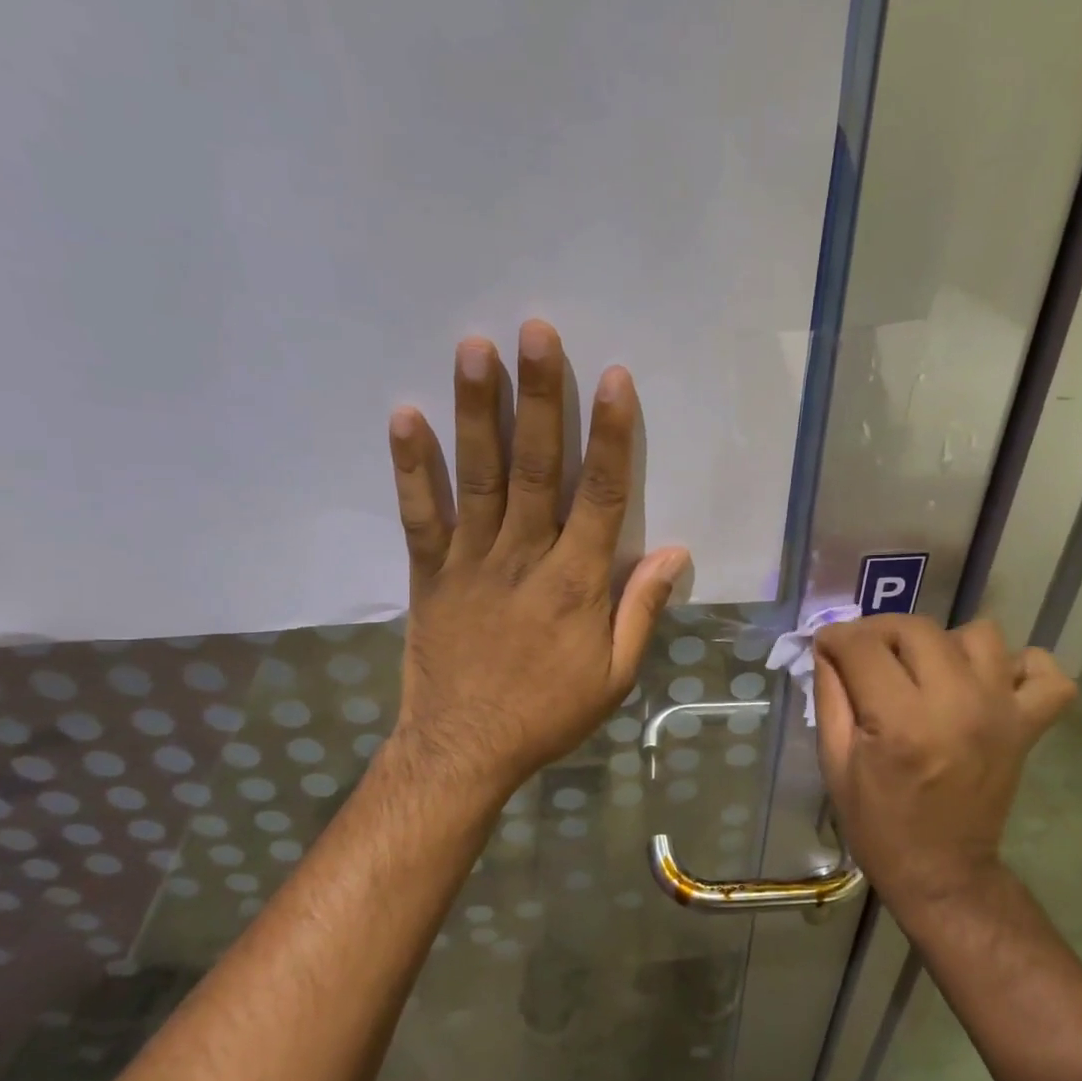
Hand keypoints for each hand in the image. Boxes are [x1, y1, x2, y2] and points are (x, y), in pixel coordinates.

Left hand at [383, 319, 689, 803]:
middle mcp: (524, 558)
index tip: (614, 378)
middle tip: (536, 331)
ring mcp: (470, 561)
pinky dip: (411, 466)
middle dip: (539, 396)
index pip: (600, 495)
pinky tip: (405, 416)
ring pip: (477, 476)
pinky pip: (419, 514)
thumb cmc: (548, 713)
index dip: (610, 435)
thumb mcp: (614, 675)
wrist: (465, 749)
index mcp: (577, 583)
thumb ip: (642, 609)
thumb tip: (676, 553)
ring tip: (474, 349)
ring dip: (477, 410)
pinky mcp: (428, 573)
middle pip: (535, 467)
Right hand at [813, 614, 1075, 911]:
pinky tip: (987, 681)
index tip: (827, 647)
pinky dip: (1020, 665)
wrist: (943, 873)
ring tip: (924, 670)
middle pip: (915, 628)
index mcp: (899, 723)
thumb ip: (830, 696)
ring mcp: (1000, 711)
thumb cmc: (878, 825)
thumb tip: (828, 647)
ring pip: (977, 634)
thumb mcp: (835, 764)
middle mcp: (955, 705)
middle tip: (865, 657)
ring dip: (942, 643)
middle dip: (879, 632)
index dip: (835, 638)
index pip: (862, 646)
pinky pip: (1043, 670)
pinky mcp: (1028, 724)